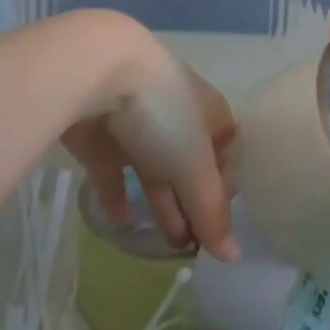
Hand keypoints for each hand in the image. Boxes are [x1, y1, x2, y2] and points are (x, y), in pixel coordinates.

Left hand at [63, 35, 239, 260]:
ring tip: (166, 244)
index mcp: (208, 112)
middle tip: (192, 247)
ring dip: (160, 203)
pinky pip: (113, 171)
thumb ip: (211, 212)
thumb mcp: (194, 166)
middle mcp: (175, 116)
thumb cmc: (162, 114)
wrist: (96, 72)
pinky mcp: (100, 135)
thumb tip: (234, 257)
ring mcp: (136, 124)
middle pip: (188, 165)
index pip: (226, 152)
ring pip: (153, 169)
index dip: (225, 187)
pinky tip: (123, 223)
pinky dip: (118, 195)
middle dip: (192, 203)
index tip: (219, 224)